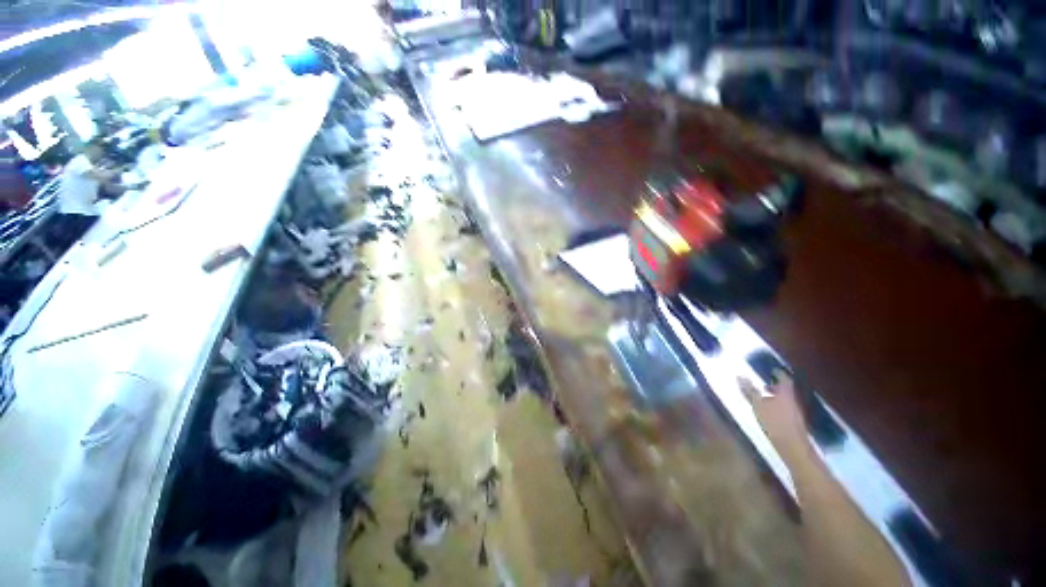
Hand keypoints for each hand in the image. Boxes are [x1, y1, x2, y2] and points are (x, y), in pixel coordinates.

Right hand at [739, 370, 808, 456]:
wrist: (793, 446)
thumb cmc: (774, 422)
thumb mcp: (757, 404)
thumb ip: (749, 390)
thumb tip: (739, 375)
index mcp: (785, 394)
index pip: (784, 379)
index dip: (780, 374)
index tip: (774, 370)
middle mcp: (792, 401)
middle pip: (786, 390)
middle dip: (776, 387)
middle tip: (765, 384)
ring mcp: (795, 413)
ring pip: (786, 401)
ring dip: (776, 397)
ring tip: (765, 399)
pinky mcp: (794, 424)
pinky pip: (785, 410)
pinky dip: (777, 407)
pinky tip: (770, 413)